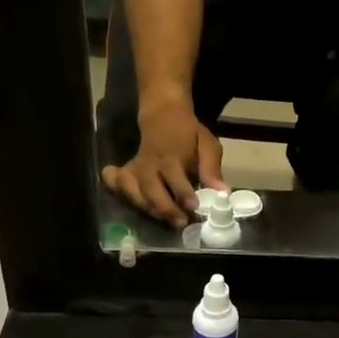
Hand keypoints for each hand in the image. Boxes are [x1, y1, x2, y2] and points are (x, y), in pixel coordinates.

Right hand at [100, 98, 225, 227]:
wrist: (164, 115)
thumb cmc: (189, 134)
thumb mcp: (207, 144)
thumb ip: (211, 168)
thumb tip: (222, 191)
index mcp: (171, 155)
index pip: (175, 177)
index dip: (183, 193)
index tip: (194, 207)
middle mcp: (149, 163)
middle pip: (150, 188)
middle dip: (164, 208)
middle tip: (180, 222)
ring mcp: (135, 167)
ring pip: (133, 190)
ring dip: (147, 208)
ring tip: (164, 220)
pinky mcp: (127, 170)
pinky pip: (116, 182)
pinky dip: (118, 191)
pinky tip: (126, 200)